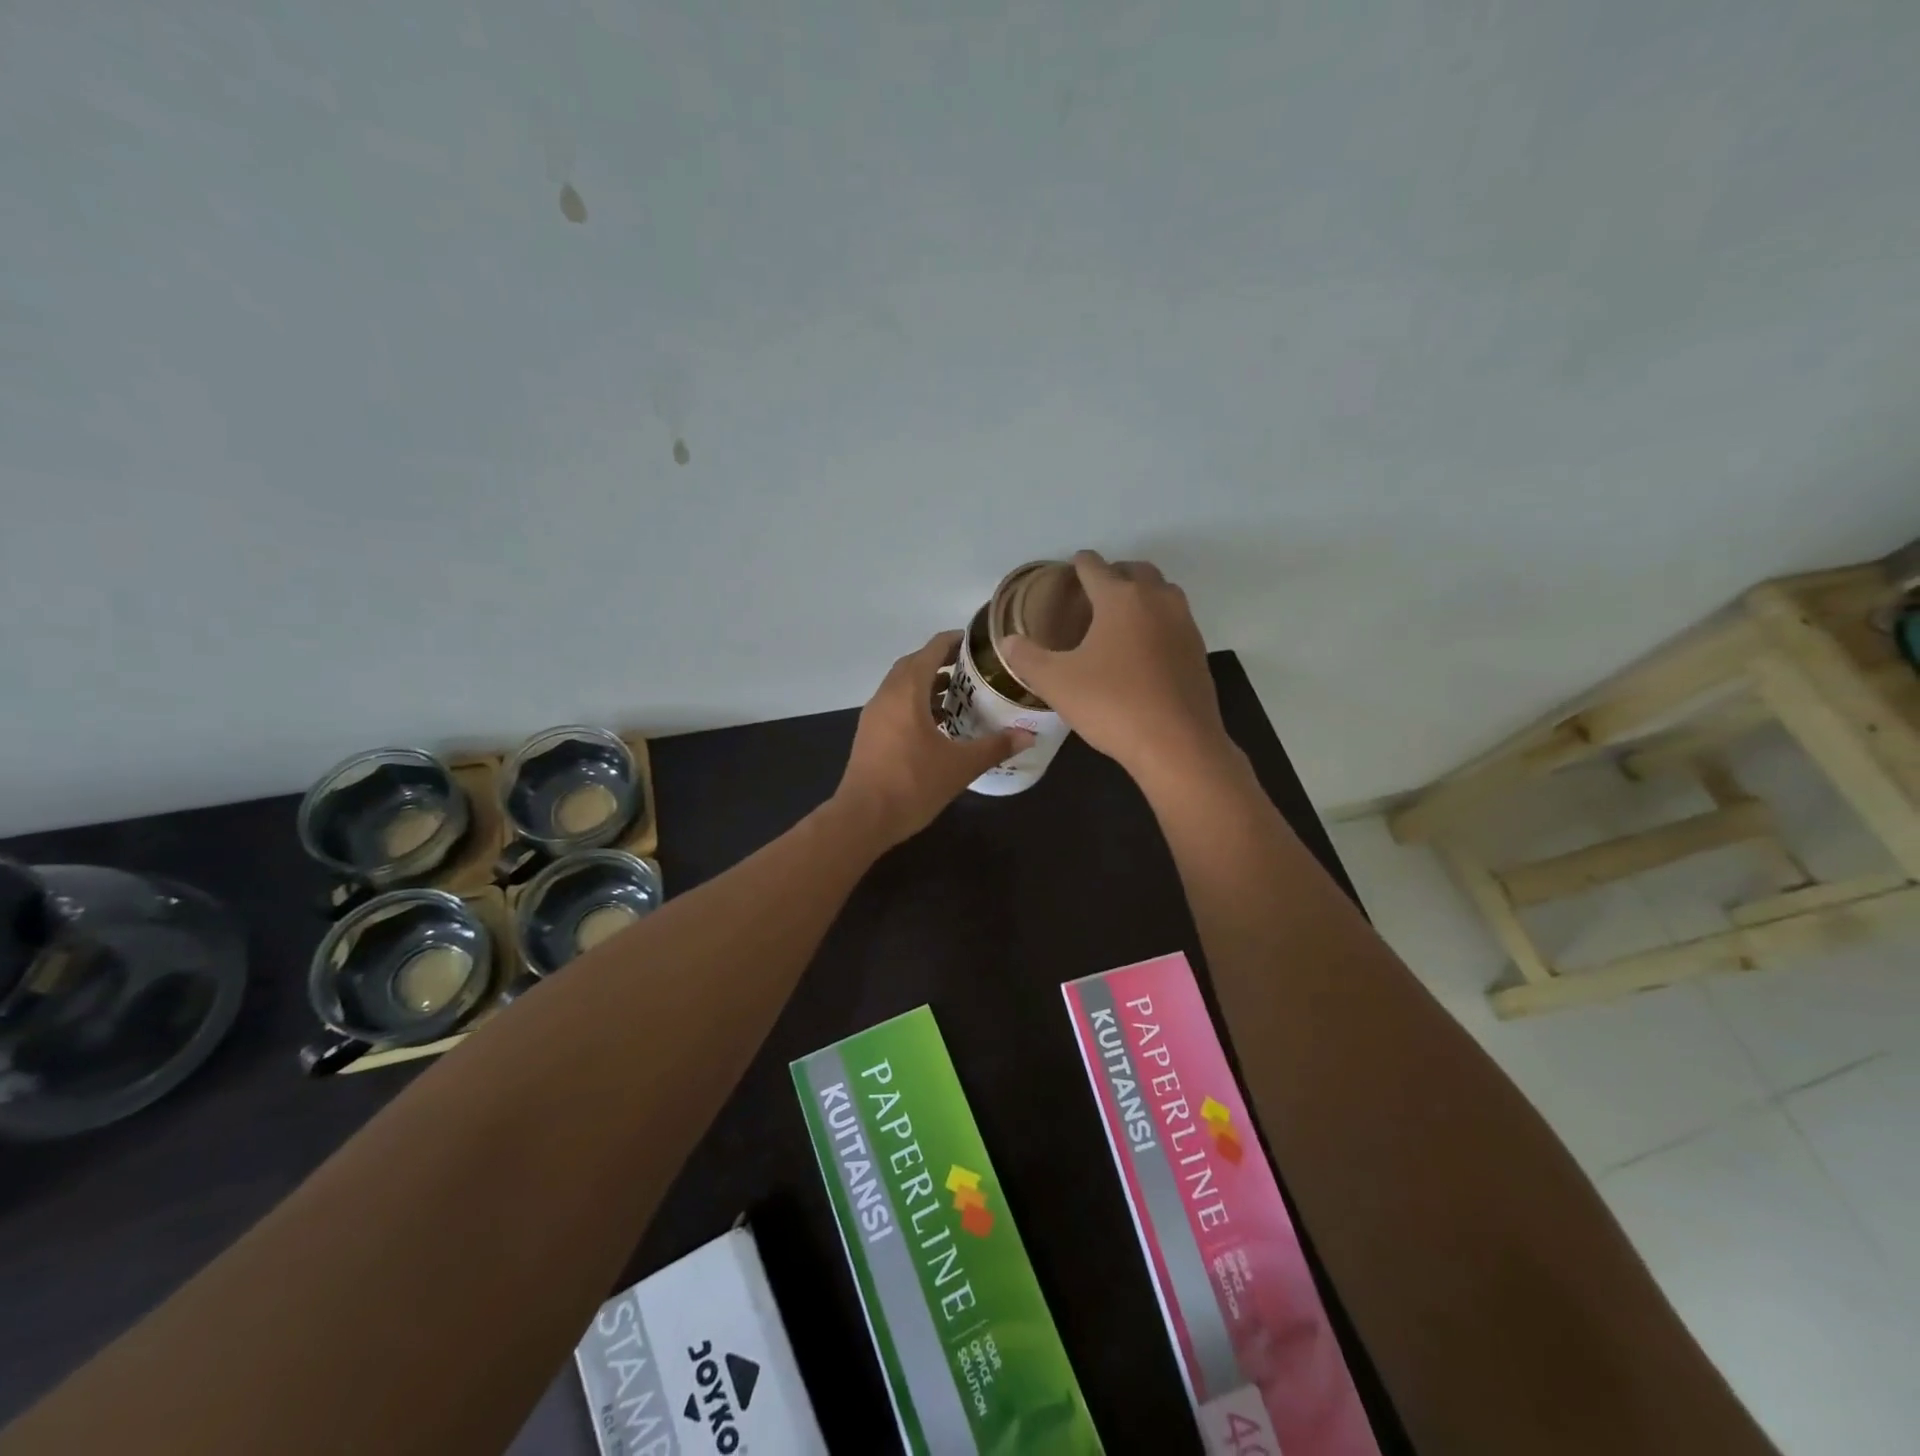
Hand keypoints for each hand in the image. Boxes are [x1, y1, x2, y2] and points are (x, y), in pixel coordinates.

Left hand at [834, 631, 1034, 848]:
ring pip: (901, 685)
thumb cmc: (912, 784)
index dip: (953, 641)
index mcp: (907, 692)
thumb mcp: (960, 766)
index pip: (931, 650)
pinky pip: (894, 704)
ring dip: (926, 683)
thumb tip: (1029, 735)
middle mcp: (886, 695)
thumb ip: (995, 747)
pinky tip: (936, 725)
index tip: (977, 643)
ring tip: (957, 695)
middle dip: (940, 661)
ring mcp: (874, 715)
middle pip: (913, 664)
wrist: (863, 818)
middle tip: (971, 669)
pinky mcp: (869, 734)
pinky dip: (914, 703)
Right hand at [999, 551, 1232, 781]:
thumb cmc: (1112, 705)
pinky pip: (1174, 620)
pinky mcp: (1198, 650)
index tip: (1068, 570)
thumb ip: (1027, 657)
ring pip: (1161, 592)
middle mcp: (1156, 599)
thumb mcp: (1056, 683)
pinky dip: (1157, 620)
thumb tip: (1007, 641)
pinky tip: (1142, 648)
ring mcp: (1184, 624)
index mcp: (1120, 597)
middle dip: (1113, 573)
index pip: (1094, 566)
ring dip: (1140, 593)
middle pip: (1135, 570)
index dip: (1078, 565)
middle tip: (1092, 593)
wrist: (1177, 744)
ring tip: (1118, 616)